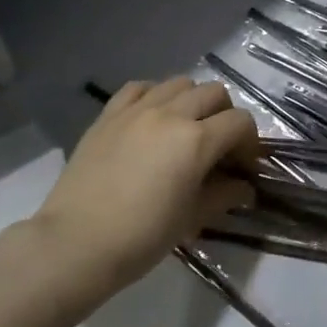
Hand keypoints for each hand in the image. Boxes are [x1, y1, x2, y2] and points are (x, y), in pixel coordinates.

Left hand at [35, 78, 258, 301]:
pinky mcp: (109, 114)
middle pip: (214, 93)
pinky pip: (139, 88)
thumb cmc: (142, 237)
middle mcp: (170, 113)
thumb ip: (223, 196)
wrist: (76, 243)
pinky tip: (152, 119)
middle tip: (218, 147)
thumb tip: (244, 188)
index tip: (243, 167)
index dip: (249, 143)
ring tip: (184, 130)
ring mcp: (136, 109)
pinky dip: (154, 96)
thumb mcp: (191, 218)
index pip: (240, 122)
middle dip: (225, 116)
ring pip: (179, 83)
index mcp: (196, 140)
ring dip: (192, 101)